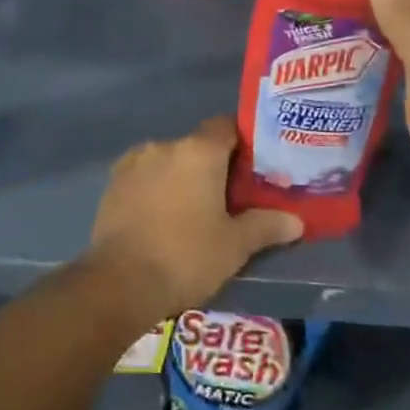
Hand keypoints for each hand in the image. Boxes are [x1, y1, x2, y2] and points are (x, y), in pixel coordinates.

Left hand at [88, 116, 302, 322]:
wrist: (120, 282)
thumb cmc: (186, 257)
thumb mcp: (234, 246)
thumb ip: (266, 226)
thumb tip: (296, 221)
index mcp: (199, 151)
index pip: (226, 126)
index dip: (241, 142)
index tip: (252, 167)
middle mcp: (165, 145)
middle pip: (197, 146)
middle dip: (211, 167)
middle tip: (227, 199)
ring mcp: (134, 162)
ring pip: (168, 161)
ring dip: (180, 178)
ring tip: (191, 213)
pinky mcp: (113, 182)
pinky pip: (143, 176)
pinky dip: (154, 189)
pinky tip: (160, 219)